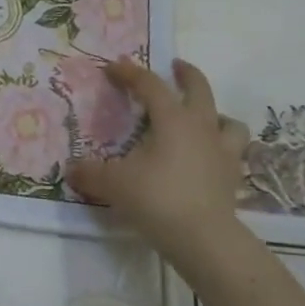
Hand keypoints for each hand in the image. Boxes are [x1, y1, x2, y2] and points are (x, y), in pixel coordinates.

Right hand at [67, 58, 248, 257]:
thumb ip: (90, 172)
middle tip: (176, 66)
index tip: (113, 66)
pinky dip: (223, 147)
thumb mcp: (114, 183)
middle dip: (186, 74)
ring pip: (227, 120)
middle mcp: (201, 128)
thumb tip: (71, 169)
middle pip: (199, 89)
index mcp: (172, 119)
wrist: (204, 239)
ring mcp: (222, 152)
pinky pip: (233, 152)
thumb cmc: (156, 199)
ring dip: (215, 113)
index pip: (150, 85)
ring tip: (202, 117)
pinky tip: (211, 156)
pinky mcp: (233, 178)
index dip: (130, 73)